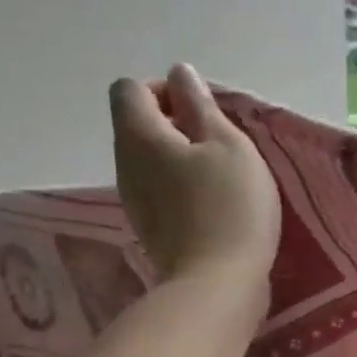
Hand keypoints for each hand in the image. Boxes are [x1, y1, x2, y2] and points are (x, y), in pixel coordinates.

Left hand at [110, 65, 280, 299]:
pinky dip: (180, 185)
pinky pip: (158, 187)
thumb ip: (201, 105)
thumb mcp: (230, 146)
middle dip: (175, 123)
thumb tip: (179, 73)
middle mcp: (125, 162)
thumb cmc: (231, 207)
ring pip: (149, 158)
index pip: (131, 88)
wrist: (217, 283)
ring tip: (221, 175)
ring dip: (180, 156)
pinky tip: (212, 204)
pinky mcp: (149, 225)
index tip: (203, 113)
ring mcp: (133, 198)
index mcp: (140, 134)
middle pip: (137, 123)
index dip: (166, 91)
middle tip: (220, 144)